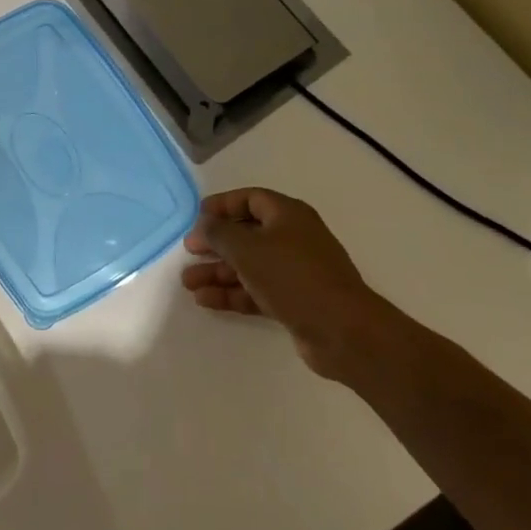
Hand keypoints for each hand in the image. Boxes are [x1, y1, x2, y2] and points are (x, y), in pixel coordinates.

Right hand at [182, 187, 399, 378]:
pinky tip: (206, 301)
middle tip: (188, 252)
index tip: (196, 218)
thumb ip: (219, 233)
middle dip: (216, 243)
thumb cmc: (292, 277)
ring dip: (218, 272)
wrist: (342, 330)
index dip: (222, 205)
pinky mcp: (295, 301)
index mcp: (288, 215)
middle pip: (247, 234)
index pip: (250, 199)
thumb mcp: (247, 248)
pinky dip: (232, 293)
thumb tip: (205, 223)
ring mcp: (295, 271)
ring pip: (249, 265)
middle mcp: (293, 238)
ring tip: (188, 283)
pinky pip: (256, 290)